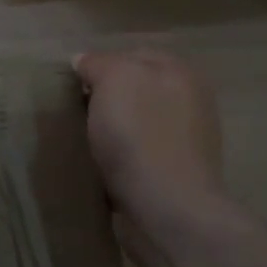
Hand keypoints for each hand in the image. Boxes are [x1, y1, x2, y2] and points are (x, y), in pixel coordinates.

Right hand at [74, 49, 225, 223]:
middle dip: (106, 100)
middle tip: (77, 112)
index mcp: (181, 72)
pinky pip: (138, 156)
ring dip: (112, 132)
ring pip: (135, 124)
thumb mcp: (112, 78)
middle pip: (134, 90)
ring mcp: (186, 143)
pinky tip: (101, 167)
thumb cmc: (140, 134)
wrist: (167, 212)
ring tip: (85, 142)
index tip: (77, 85)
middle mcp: (190, 102)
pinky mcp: (175, 178)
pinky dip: (120, 160)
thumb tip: (83, 61)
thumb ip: (97, 63)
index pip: (131, 55)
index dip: (101, 66)